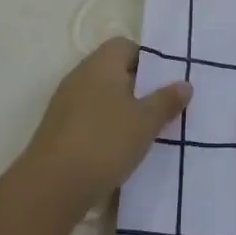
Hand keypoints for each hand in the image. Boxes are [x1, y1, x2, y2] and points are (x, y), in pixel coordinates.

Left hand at [22, 37, 191, 215]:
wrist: (50, 188)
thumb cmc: (104, 142)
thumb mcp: (145, 122)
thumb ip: (166, 101)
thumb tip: (185, 83)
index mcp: (101, 63)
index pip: (126, 46)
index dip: (149, 60)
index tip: (166, 83)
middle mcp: (80, 76)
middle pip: (114, 71)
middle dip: (139, 88)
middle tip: (162, 108)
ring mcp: (66, 104)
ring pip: (102, 97)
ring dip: (123, 110)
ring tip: (145, 133)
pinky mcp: (58, 130)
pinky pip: (89, 118)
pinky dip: (106, 128)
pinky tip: (120, 151)